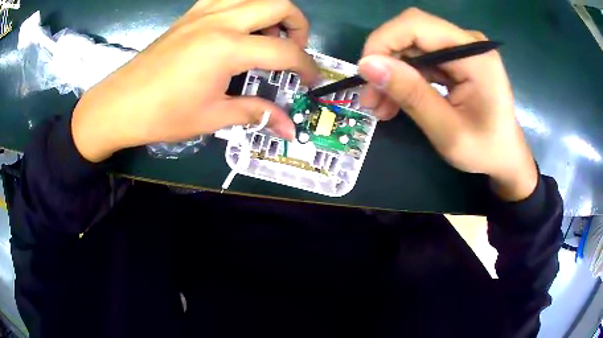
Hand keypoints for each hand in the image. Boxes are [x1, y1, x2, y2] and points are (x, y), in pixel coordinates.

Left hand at [72, 0, 318, 162]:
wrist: (120, 104)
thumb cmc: (163, 115)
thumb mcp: (213, 117)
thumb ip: (256, 114)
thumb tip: (289, 128)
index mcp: (227, 48)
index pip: (285, 51)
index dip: (306, 67)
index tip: (313, 81)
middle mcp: (221, 20)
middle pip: (279, 4)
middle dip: (299, 26)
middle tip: (294, 50)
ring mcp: (204, 12)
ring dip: (272, 11)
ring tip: (268, 36)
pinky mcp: (191, 13)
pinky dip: (245, 7)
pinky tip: (239, 27)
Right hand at [358, 8, 536, 200]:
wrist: (505, 157)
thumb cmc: (484, 150)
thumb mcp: (447, 131)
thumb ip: (411, 95)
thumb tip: (367, 65)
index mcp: (474, 55)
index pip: (416, 25)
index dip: (383, 41)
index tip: (364, 74)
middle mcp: (467, 42)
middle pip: (411, 32)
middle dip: (384, 61)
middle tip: (369, 98)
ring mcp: (461, 49)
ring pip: (411, 47)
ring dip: (391, 73)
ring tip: (379, 107)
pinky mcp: (455, 59)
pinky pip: (420, 59)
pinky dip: (403, 78)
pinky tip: (394, 101)